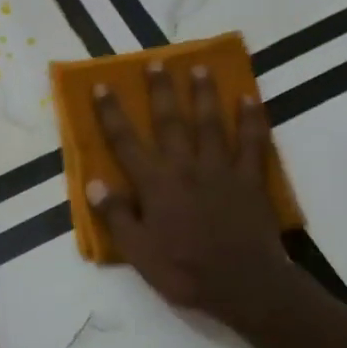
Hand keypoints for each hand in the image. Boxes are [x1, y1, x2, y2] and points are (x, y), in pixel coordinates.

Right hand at [88, 63, 294, 322]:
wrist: (243, 285)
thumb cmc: (185, 271)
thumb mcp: (139, 253)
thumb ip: (117, 216)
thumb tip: (94, 183)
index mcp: (155, 184)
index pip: (126, 142)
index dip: (111, 113)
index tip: (102, 86)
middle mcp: (185, 167)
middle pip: (170, 121)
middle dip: (160, 90)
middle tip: (156, 62)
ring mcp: (221, 170)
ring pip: (210, 123)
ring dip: (203, 94)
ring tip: (199, 68)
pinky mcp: (250, 179)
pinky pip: (252, 142)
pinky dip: (251, 119)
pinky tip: (249, 97)